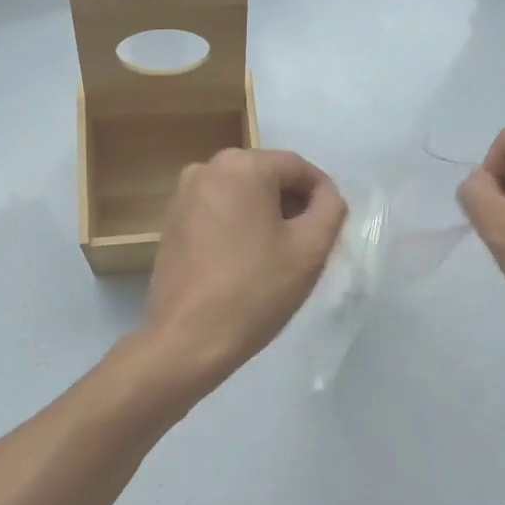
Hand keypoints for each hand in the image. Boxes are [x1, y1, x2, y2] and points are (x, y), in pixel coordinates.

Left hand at [137, 148, 346, 403]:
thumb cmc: (255, 290)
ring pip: (242, 194)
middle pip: (267, 177)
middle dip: (292, 204)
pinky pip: (218, 210)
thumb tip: (325, 195)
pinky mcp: (171, 221)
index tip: (332, 226)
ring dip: (266, 215)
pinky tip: (247, 260)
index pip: (297, 167)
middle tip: (309, 243)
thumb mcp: (310, 249)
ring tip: (279, 255)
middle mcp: (207, 168)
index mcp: (241, 165)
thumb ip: (329, 209)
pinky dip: (238, 225)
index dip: (321, 194)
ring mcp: (183, 194)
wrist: (188, 339)